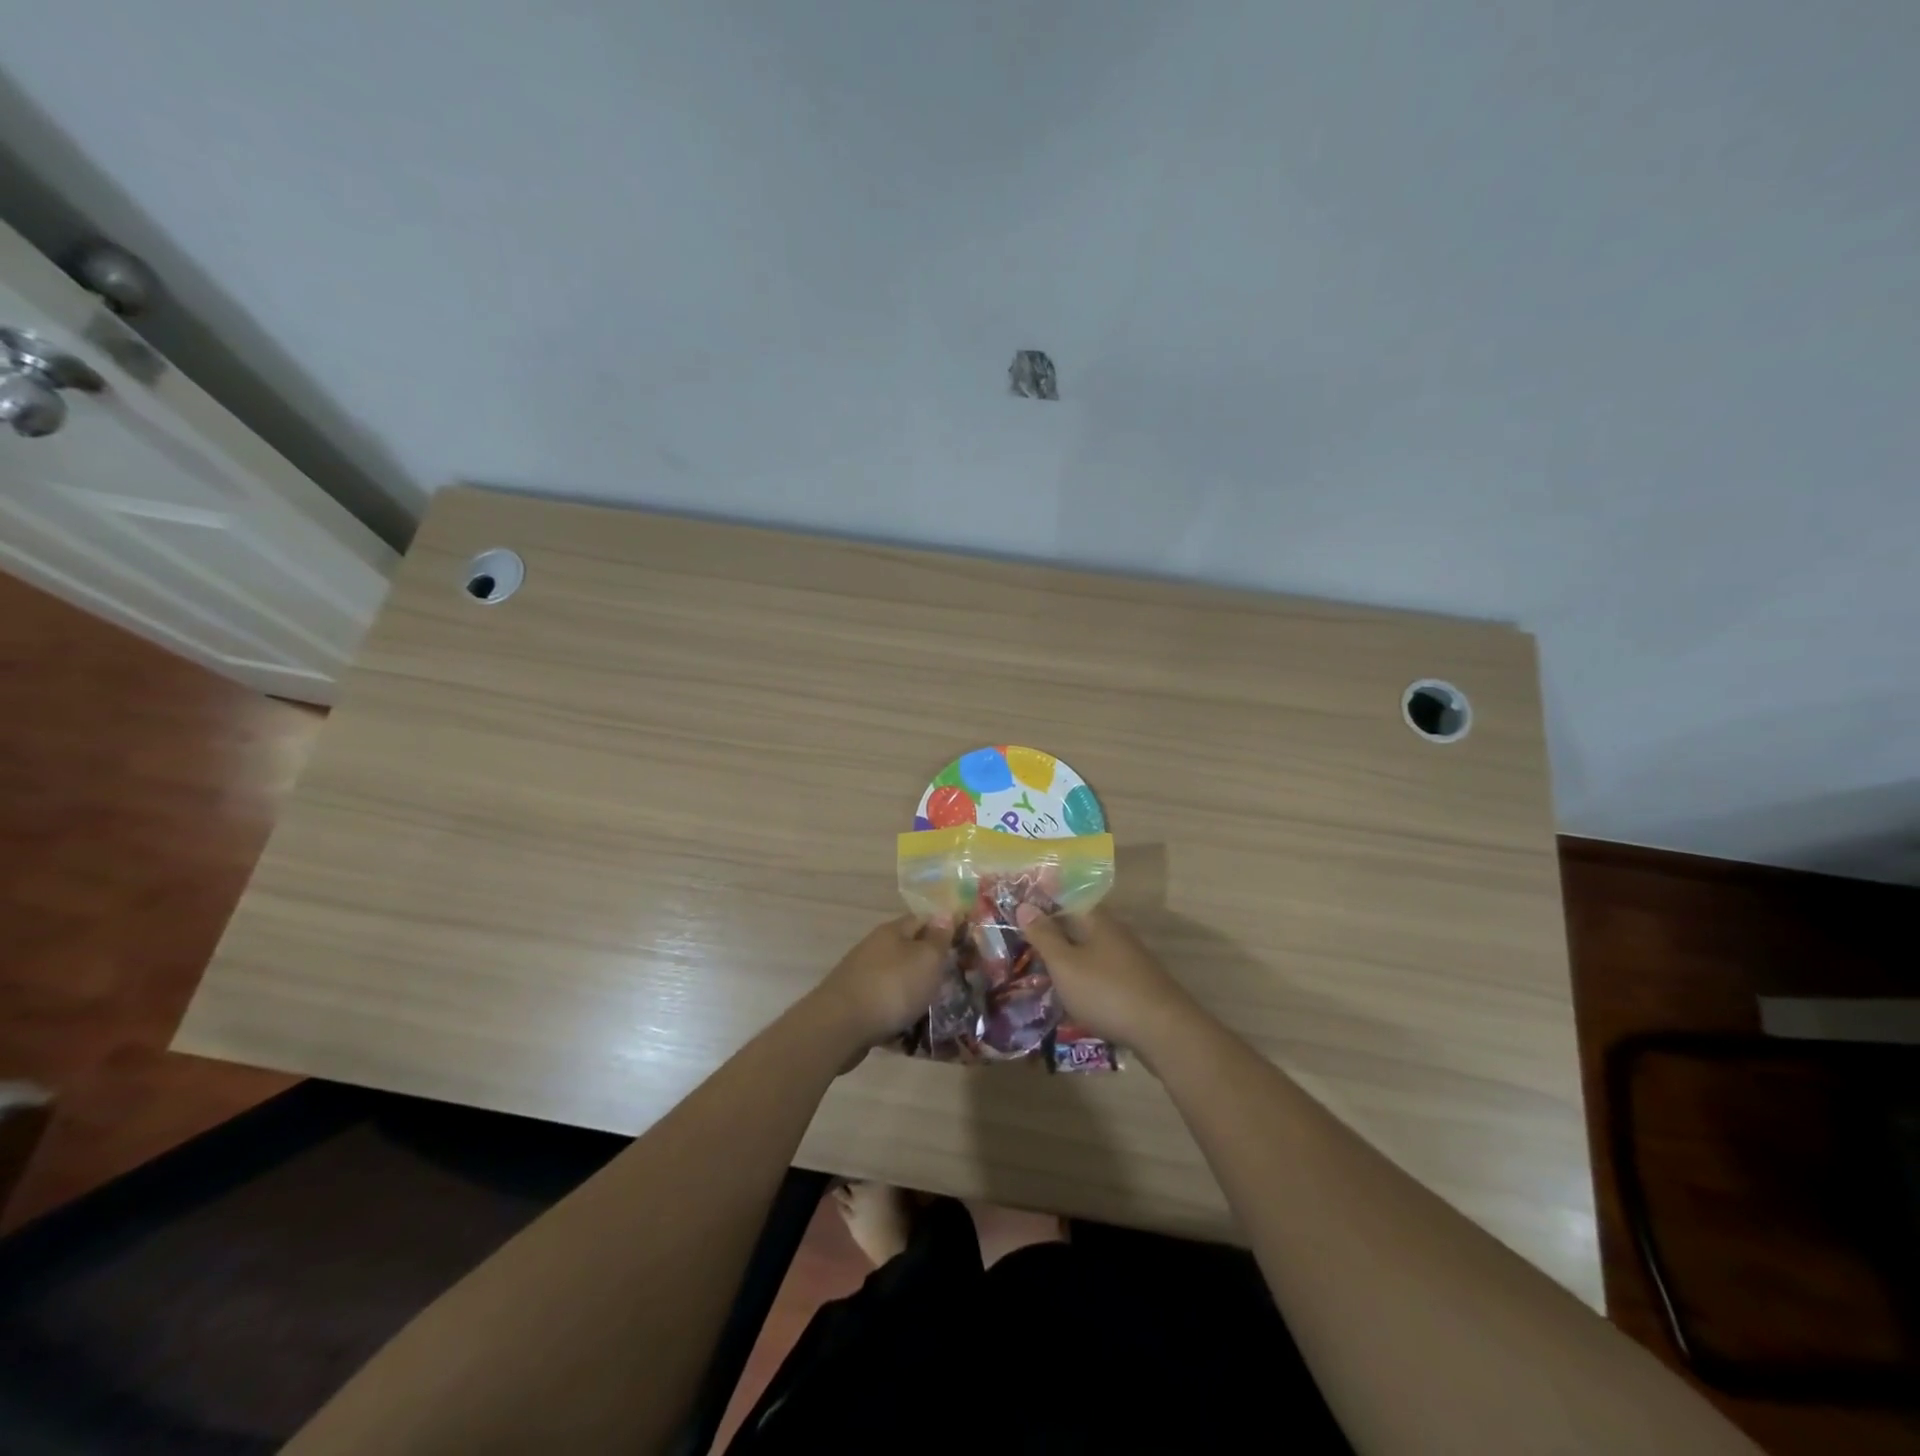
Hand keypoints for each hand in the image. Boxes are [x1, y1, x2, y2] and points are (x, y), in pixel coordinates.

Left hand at [813, 914, 951, 1046]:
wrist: (840, 1027)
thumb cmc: (891, 986)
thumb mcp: (926, 959)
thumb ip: (938, 938)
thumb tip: (945, 914)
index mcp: (892, 932)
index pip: (923, 920)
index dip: (944, 929)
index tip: (965, 944)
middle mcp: (875, 949)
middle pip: (909, 951)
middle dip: (931, 965)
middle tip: (956, 981)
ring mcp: (862, 977)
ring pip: (898, 980)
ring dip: (916, 992)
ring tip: (939, 1011)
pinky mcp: (856, 1005)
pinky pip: (886, 1005)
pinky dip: (899, 1014)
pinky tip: (913, 1031)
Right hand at [1015, 905, 1195, 1050]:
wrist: (1164, 1032)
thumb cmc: (1107, 992)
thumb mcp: (1065, 964)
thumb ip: (1044, 936)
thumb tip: (1025, 905)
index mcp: (1097, 920)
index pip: (1065, 899)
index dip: (1041, 903)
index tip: (1016, 910)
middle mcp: (1114, 933)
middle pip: (1077, 925)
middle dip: (1050, 933)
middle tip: (1018, 944)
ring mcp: (1127, 960)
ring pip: (1088, 951)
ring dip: (1064, 958)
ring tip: (1036, 971)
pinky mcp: (1133, 985)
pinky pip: (1098, 973)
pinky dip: (1080, 978)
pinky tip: (1067, 994)